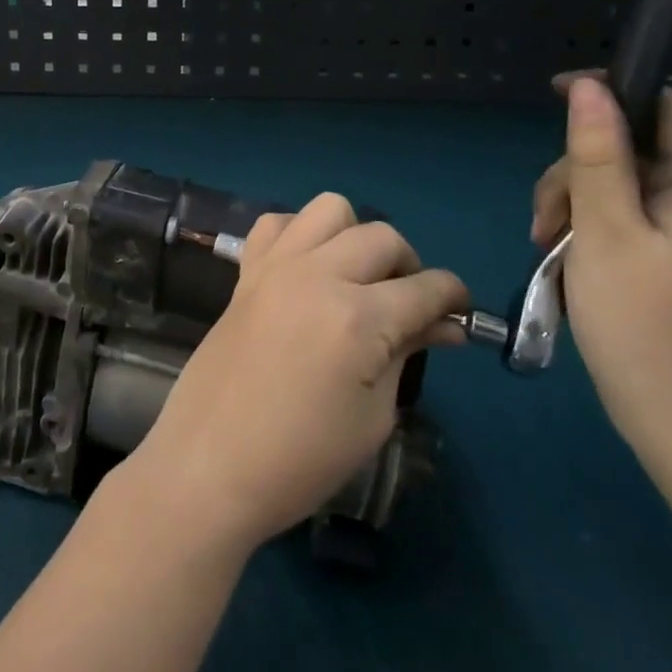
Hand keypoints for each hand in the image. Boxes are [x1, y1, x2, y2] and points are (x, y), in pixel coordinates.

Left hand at [122, 195, 468, 555]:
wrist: (210, 462)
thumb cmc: (301, 459)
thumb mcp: (372, 417)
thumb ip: (406, 354)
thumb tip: (443, 325)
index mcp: (357, 317)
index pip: (425, 288)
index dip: (453, 296)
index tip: (460, 311)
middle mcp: (317, 274)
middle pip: (382, 237)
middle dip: (409, 264)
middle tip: (408, 305)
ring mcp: (276, 266)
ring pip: (329, 209)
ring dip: (355, 235)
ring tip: (356, 277)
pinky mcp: (245, 270)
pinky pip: (276, 223)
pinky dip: (300, 234)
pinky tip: (305, 269)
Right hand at [531, 76, 671, 477]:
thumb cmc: (646, 324)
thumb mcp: (606, 230)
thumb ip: (596, 154)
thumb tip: (588, 86)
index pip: (667, 108)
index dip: (614, 91)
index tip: (556, 96)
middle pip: (634, 151)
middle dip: (577, 169)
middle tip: (543, 219)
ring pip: (621, 187)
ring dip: (574, 203)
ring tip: (545, 246)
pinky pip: (625, 221)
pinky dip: (589, 230)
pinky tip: (565, 259)